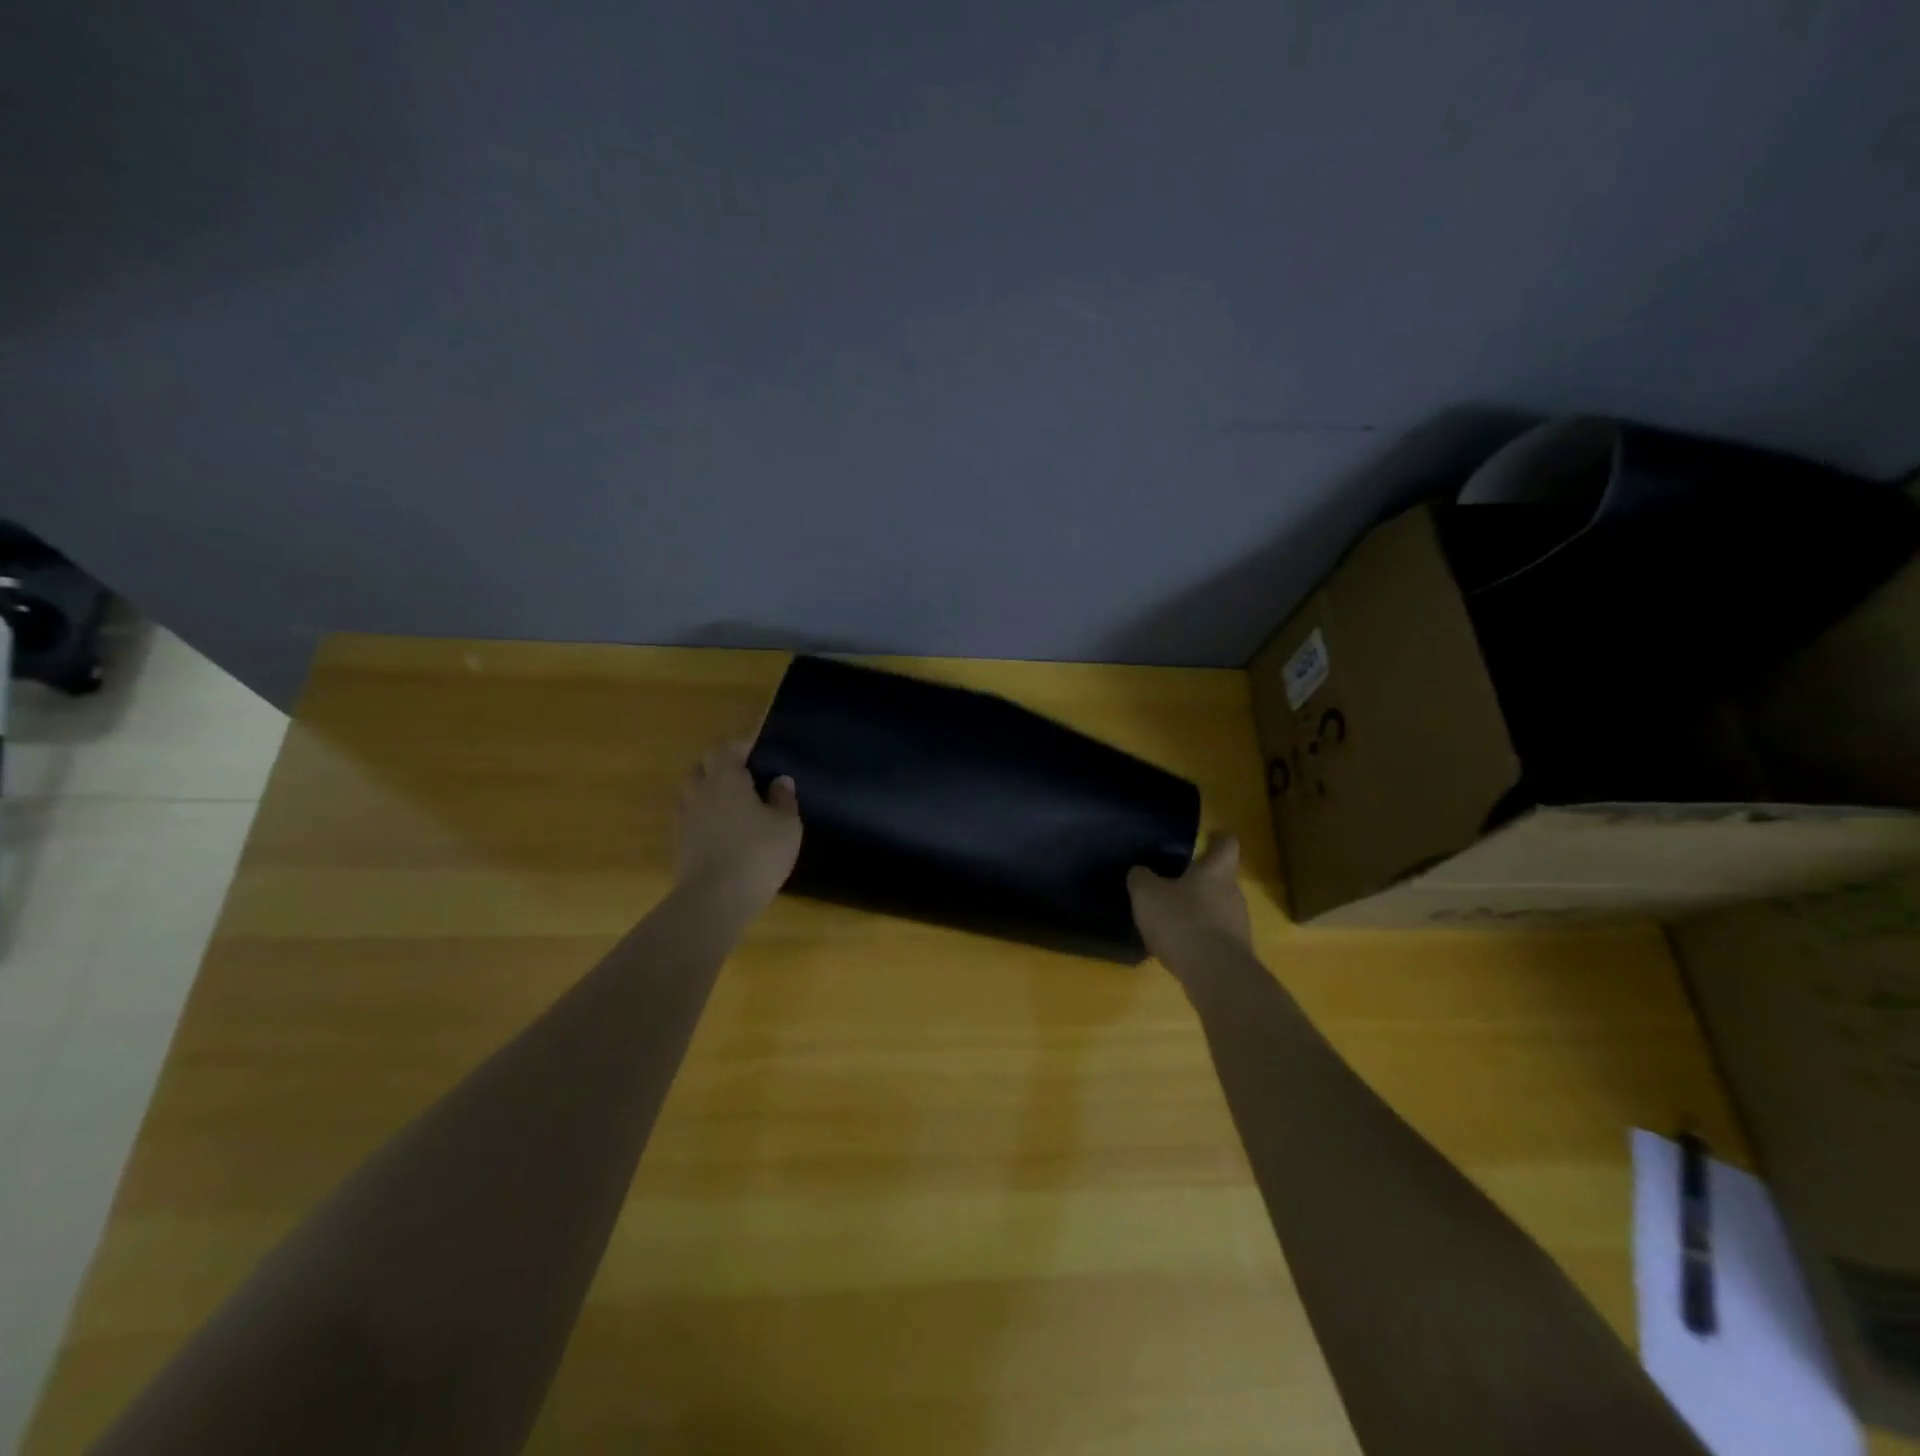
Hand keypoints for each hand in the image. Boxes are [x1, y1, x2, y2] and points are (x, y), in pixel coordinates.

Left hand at [675, 739, 801, 907]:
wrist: (714, 900)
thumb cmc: (757, 854)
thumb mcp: (787, 826)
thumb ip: (784, 799)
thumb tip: (780, 780)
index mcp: (727, 779)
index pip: (728, 749)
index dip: (741, 746)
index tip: (756, 749)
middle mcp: (700, 791)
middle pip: (703, 766)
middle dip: (719, 764)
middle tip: (742, 773)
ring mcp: (685, 818)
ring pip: (691, 791)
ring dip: (706, 789)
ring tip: (728, 800)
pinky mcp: (679, 842)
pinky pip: (689, 816)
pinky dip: (701, 814)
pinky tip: (718, 827)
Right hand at [1128, 834, 1251, 964]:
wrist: (1215, 975)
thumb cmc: (1182, 921)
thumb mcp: (1146, 894)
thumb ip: (1141, 878)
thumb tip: (1140, 872)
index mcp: (1216, 872)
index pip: (1227, 844)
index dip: (1217, 838)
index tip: (1207, 836)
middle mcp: (1233, 894)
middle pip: (1219, 879)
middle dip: (1198, 880)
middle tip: (1170, 883)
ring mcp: (1237, 926)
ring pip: (1216, 909)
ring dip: (1196, 912)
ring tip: (1168, 920)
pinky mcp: (1235, 954)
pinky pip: (1214, 937)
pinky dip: (1197, 938)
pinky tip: (1176, 947)